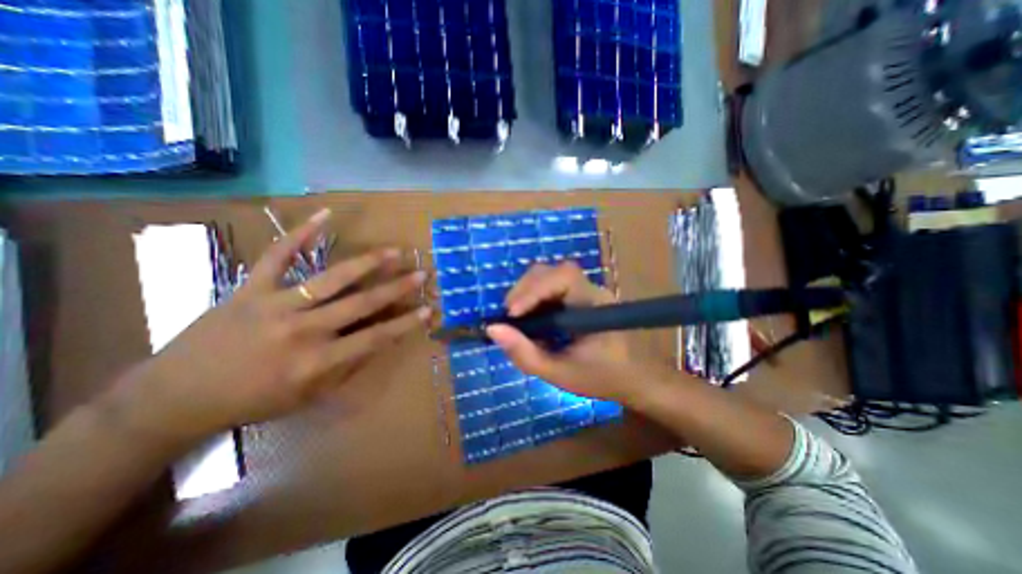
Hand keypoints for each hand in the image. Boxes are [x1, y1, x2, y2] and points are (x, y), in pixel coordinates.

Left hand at [123, 209, 430, 437]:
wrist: (174, 397)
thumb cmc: (252, 401)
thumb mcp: (307, 397)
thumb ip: (346, 368)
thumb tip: (377, 343)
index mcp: (316, 362)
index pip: (374, 339)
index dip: (405, 324)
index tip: (428, 310)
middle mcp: (302, 331)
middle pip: (360, 304)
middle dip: (396, 288)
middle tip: (421, 274)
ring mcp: (275, 305)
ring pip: (330, 278)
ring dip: (366, 263)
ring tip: (393, 251)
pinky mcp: (251, 288)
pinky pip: (278, 256)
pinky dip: (301, 233)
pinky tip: (325, 215)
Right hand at [483, 262, 659, 406]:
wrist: (631, 378)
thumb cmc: (601, 378)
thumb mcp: (559, 373)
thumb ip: (525, 354)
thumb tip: (492, 329)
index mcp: (595, 305)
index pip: (564, 278)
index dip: (534, 290)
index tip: (512, 315)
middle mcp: (591, 289)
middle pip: (552, 271)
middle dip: (525, 290)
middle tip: (510, 317)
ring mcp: (584, 290)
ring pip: (548, 275)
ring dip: (526, 291)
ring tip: (516, 317)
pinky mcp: (577, 295)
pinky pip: (550, 285)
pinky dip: (533, 297)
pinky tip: (528, 315)